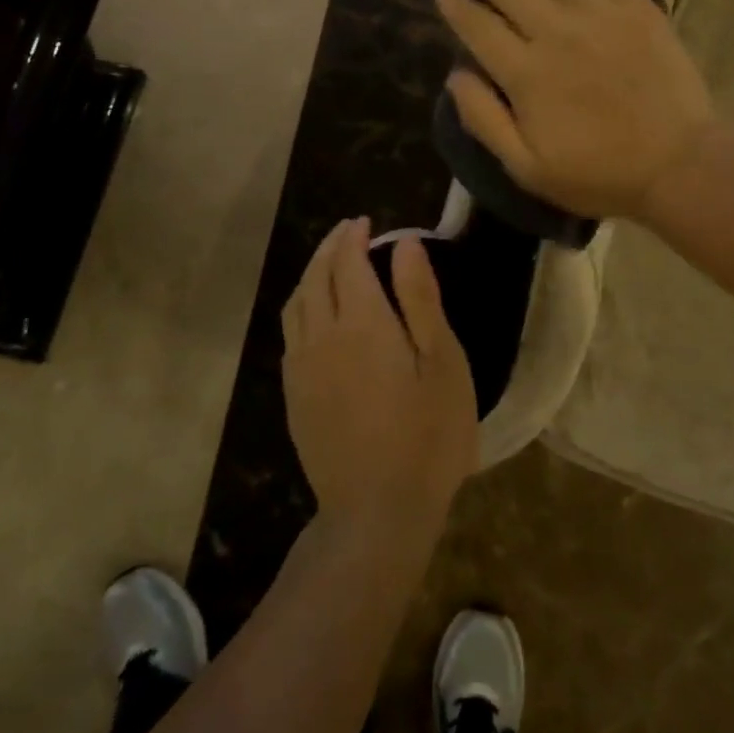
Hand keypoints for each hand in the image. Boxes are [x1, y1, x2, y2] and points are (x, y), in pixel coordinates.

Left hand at [280, 219, 477, 529]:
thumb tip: (405, 243)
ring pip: (296, 303)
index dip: (354, 236)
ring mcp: (302, 368)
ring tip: (329, 263)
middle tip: (348, 232)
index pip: (347, 261)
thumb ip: (421, 298)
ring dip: (311, 273)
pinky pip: (290, 333)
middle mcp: (321, 335)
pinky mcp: (294, 396)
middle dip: (330, 247)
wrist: (377, 510)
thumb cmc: (427, 433)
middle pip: (316, 276)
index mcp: (361, 322)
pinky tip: (314, 314)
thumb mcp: (442, 362)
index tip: (365, 222)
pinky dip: (301, 306)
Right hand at [435, 0, 714, 220]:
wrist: (677, 165)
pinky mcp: (635, 4)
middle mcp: (555, 30)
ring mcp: (597, 11)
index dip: (455, 5)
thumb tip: (455, 75)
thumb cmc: (599, 173)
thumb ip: (485, 120)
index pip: (477, 26)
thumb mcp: (527, 168)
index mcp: (524, 73)